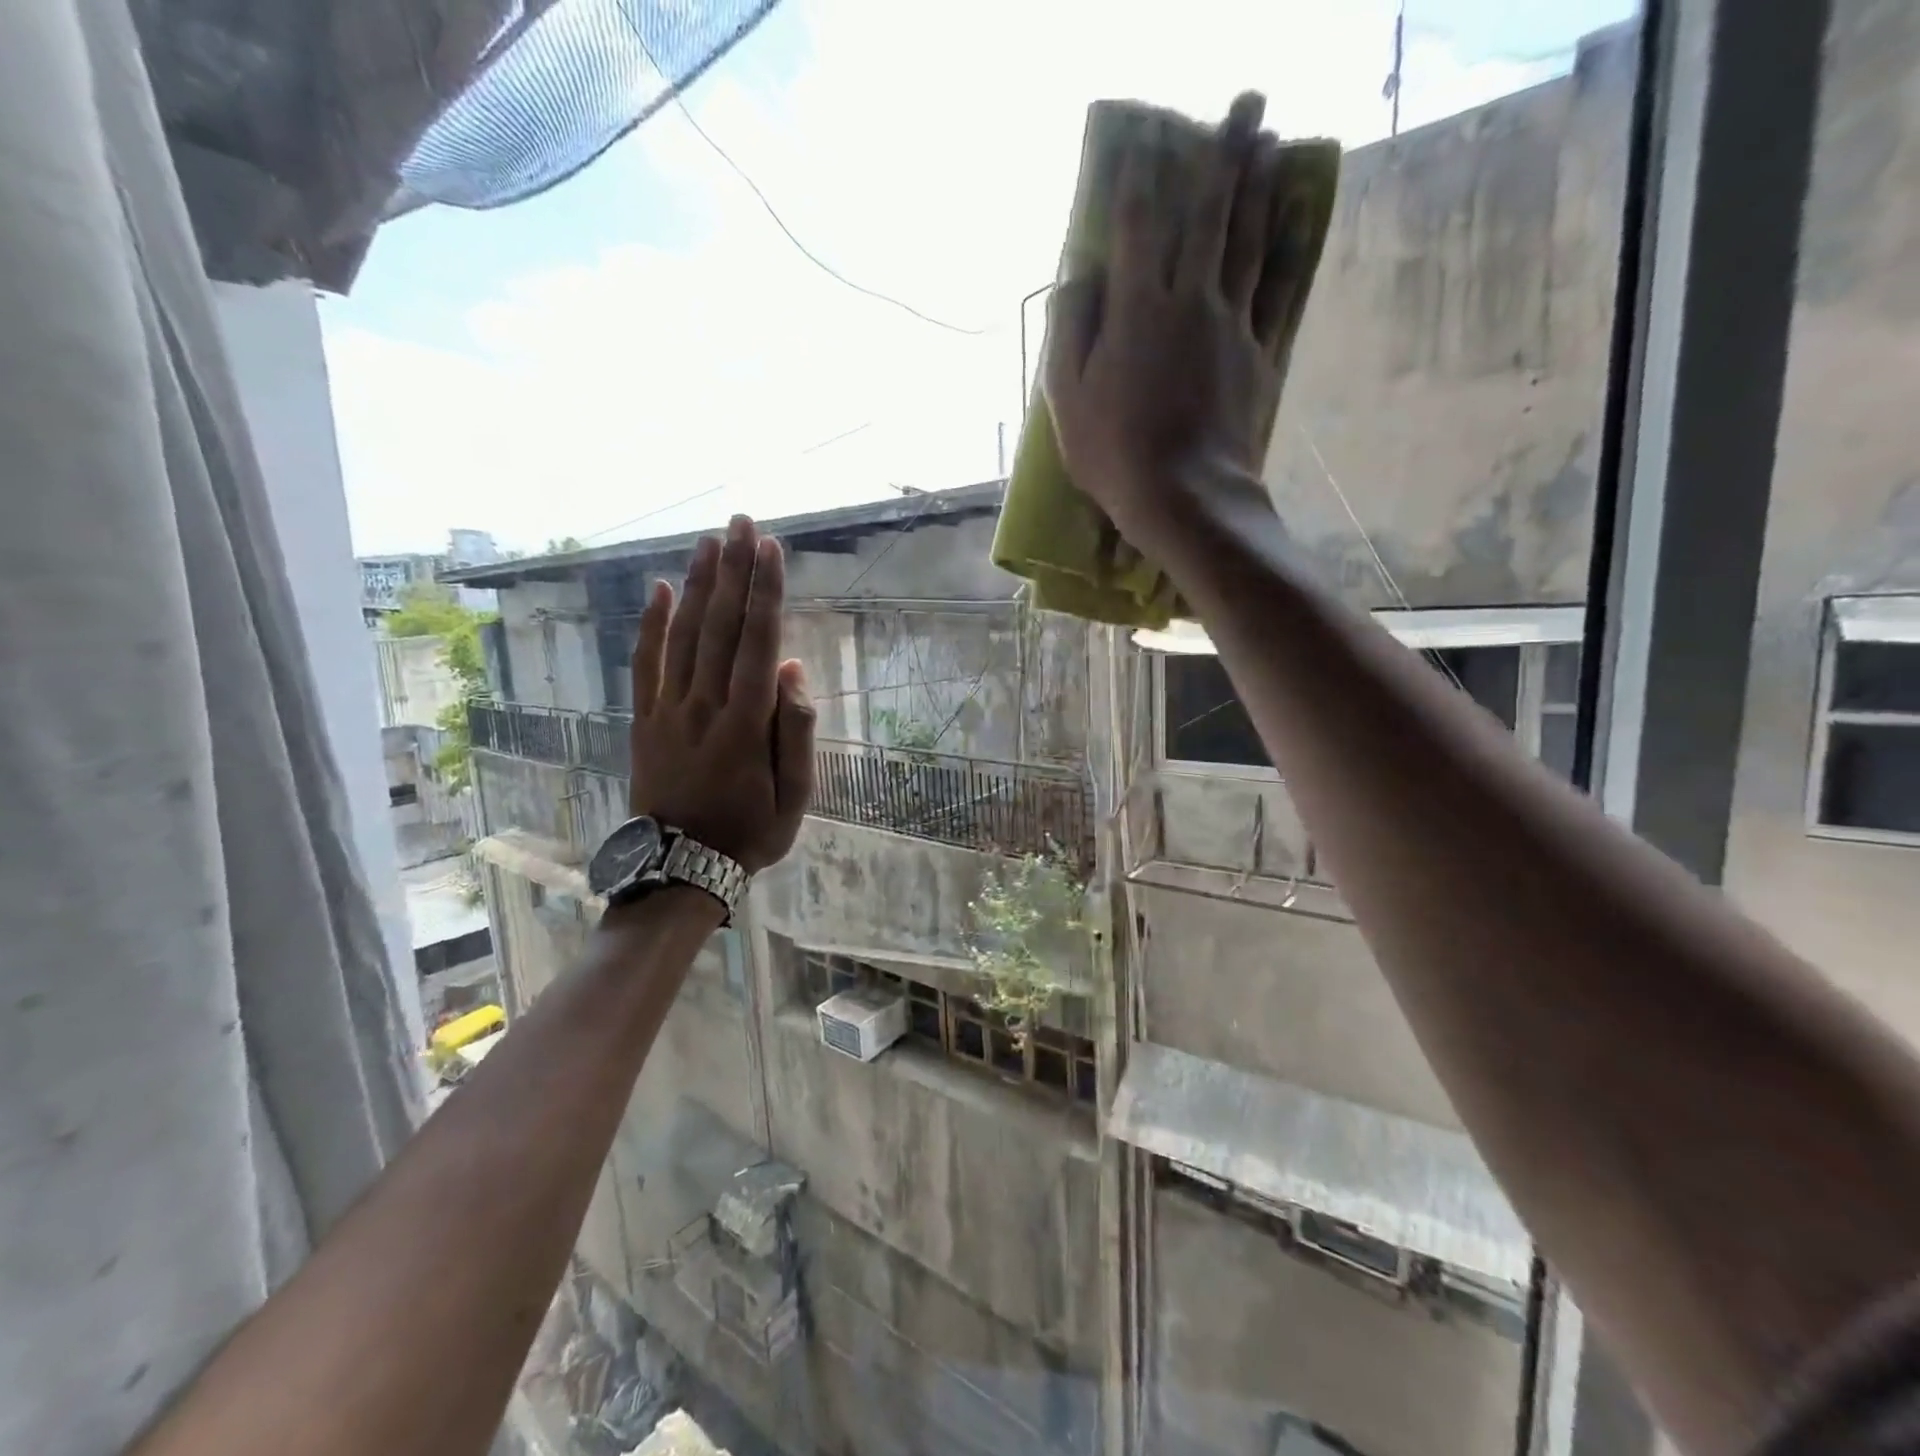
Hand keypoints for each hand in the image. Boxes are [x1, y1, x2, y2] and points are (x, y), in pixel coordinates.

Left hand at [629, 516, 814, 871]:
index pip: (757, 643)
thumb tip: (792, 670)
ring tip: (709, 541)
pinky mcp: (644, 719)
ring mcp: (669, 710)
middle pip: (720, 626)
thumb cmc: (750, 832)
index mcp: (746, 724)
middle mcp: (705, 705)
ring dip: (698, 585)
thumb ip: (795, 732)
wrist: (681, 867)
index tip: (770, 550)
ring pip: (684, 636)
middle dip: (733, 571)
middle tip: (740, 523)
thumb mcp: (795, 796)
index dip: (765, 593)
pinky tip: (662, 590)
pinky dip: (652, 625)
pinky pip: (645, 664)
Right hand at [1044, 91, 1296, 540]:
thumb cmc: (1114, 455)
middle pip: (1208, 214)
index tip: (1145, 136)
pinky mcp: (1258, 352)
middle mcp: (1188, 301)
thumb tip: (1077, 278)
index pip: (1135, 225)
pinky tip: (1288, 223)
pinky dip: (1281, 250)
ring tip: (1269, 143)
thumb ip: (1069, 333)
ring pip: (1247, 240)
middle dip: (1223, 153)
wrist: (1186, 496)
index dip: (1138, 175)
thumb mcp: (1067, 402)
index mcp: (1135, 310)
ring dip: (1258, 186)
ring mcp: (1230, 324)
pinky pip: (1272, 289)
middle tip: (1246, 102)